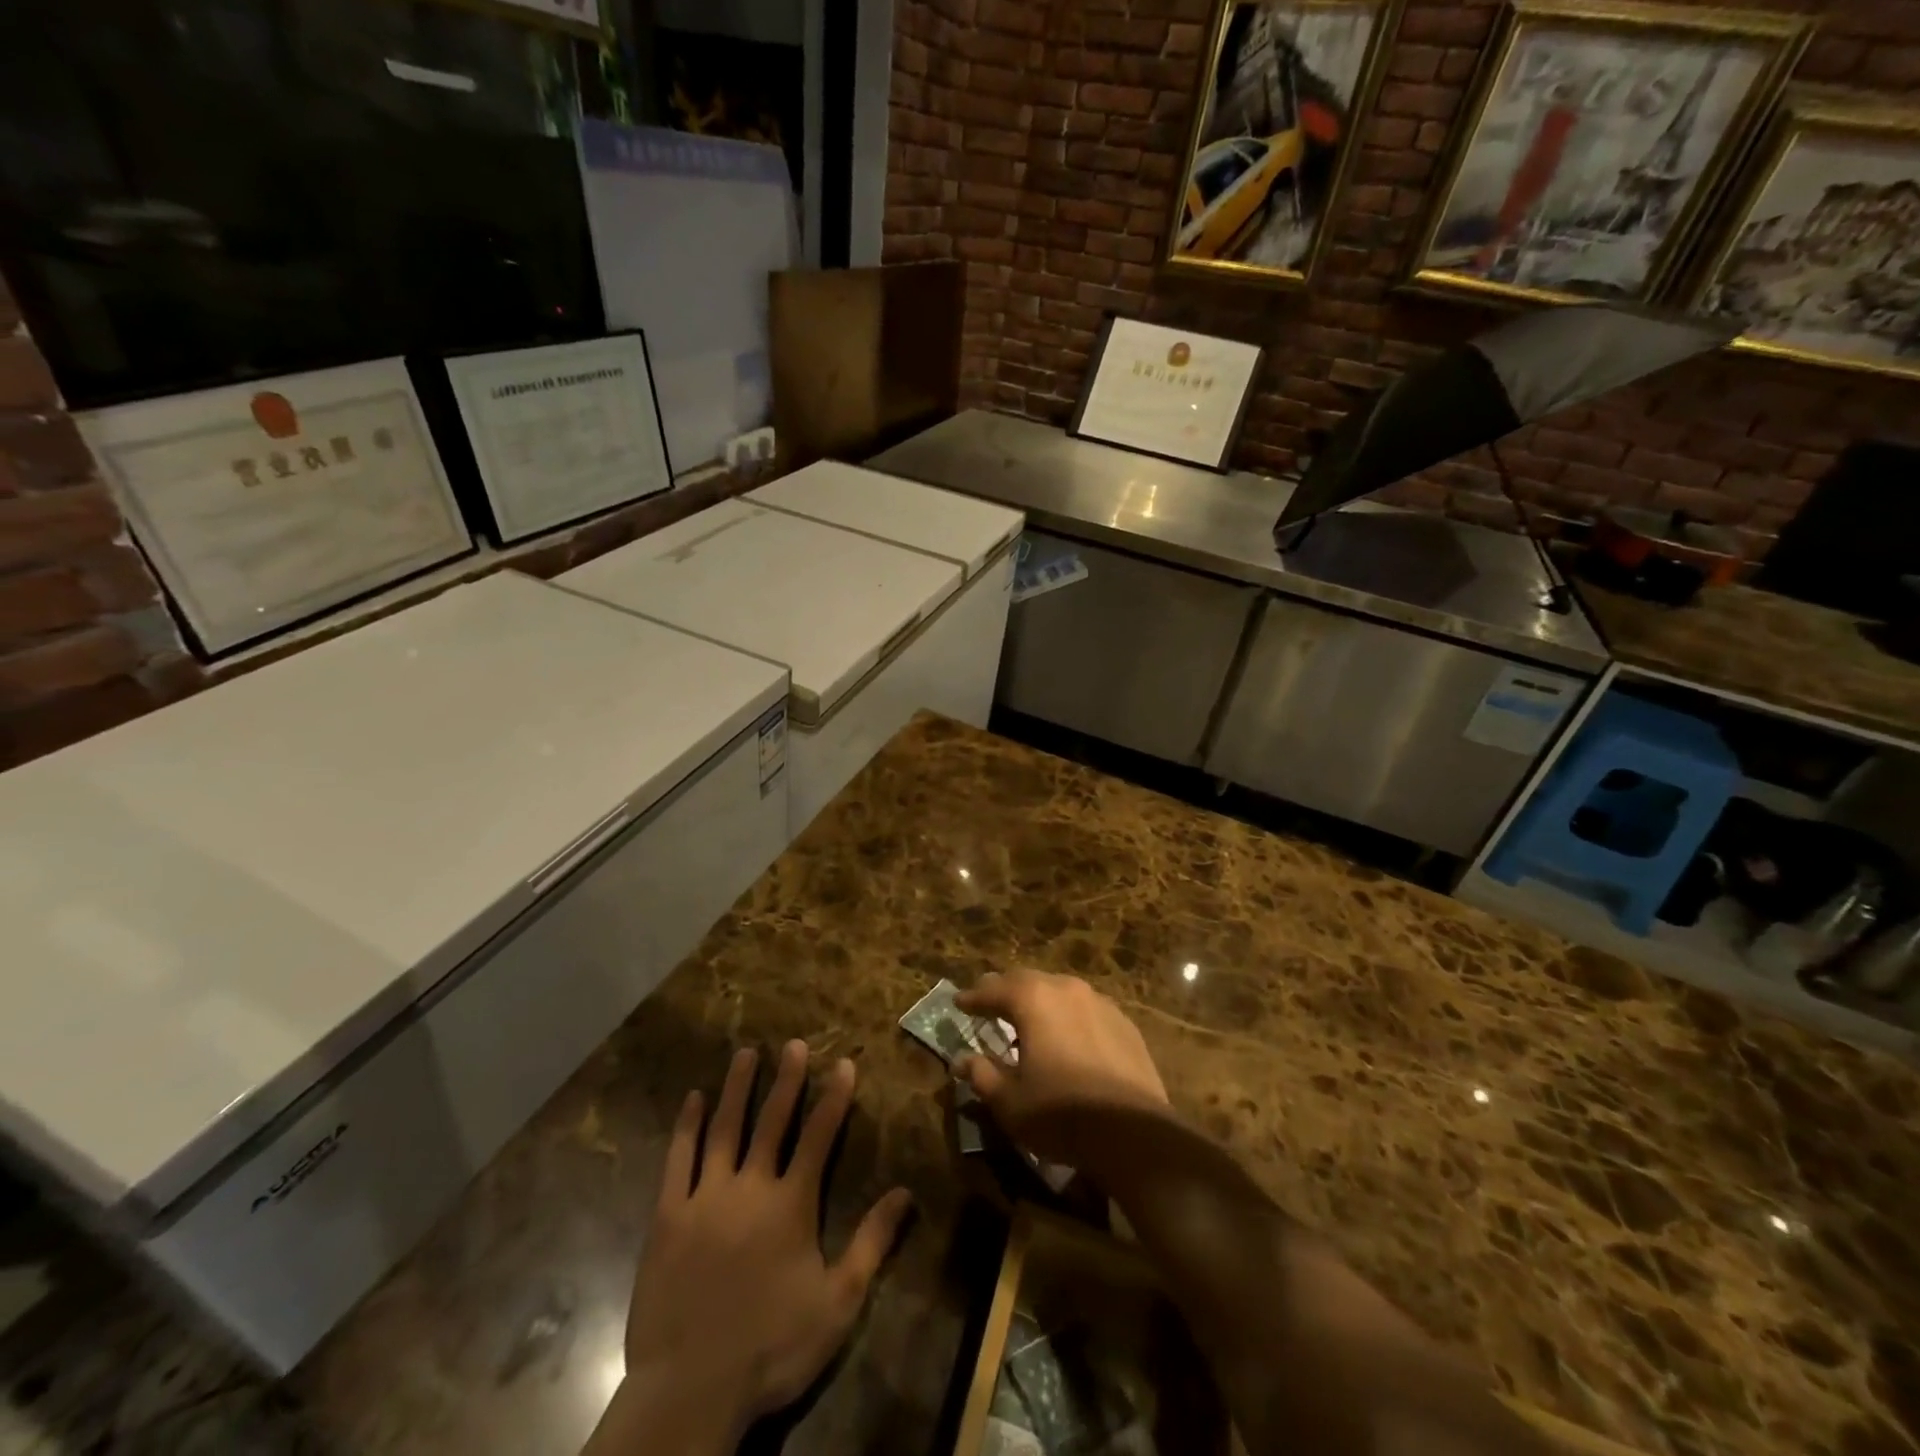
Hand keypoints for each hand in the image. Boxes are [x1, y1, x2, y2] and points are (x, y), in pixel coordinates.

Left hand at [608, 1041, 913, 1452]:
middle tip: (794, 1043)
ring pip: (723, 1129)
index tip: (843, 1063)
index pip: (819, 1136)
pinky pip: (678, 1160)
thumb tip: (906, 1192)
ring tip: (745, 1053)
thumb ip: (872, 1242)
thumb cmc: (771, 1347)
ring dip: (736, 1089)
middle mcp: (750, 1187)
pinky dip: (686, 1127)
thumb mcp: (837, 1302)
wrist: (690, 1391)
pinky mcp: (667, 1217)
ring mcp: (704, 1198)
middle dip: (786, 1079)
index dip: (834, 1097)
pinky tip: (692, 1100)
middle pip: (772, 1121)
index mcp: (791, 1204)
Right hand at [954, 970, 1168, 1162]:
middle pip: (1027, 981)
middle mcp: (1066, 989)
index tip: (958, 1002)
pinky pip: (1085, 1009)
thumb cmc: (1062, 1114)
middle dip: (1005, 991)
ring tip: (1027, 1020)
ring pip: (1059, 991)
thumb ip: (982, 1075)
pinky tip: (1067, 1037)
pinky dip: (1067, 1017)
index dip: (972, 997)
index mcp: (1034, 999)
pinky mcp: (1124, 1023)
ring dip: (1039, 1002)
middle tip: (989, 1003)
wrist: (1135, 1133)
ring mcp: (1100, 1003)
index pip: (993, 990)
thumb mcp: (1010, 1101)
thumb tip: (961, 1061)